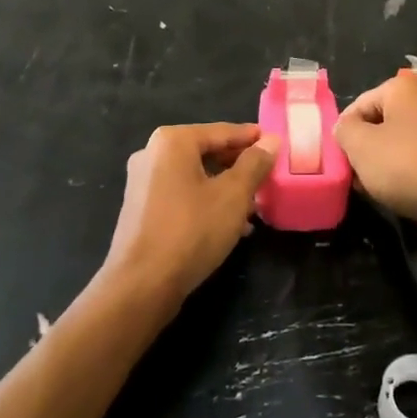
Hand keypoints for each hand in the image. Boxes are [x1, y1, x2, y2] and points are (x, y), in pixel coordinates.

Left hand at [104, 123, 278, 309]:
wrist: (141, 286)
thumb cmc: (191, 230)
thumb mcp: (233, 195)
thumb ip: (254, 164)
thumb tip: (270, 140)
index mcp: (173, 141)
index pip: (222, 131)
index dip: (251, 138)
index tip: (275, 144)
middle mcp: (152, 154)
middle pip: (206, 152)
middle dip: (239, 166)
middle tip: (267, 177)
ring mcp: (142, 182)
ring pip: (195, 176)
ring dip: (225, 187)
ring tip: (254, 206)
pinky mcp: (141, 209)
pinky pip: (181, 195)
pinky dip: (206, 202)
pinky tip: (230, 225)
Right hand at [334, 75, 416, 255]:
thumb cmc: (409, 167)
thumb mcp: (361, 147)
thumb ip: (344, 131)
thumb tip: (347, 128)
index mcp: (403, 86)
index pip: (358, 106)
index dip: (345, 136)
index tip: (343, 164)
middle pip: (380, 122)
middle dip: (366, 149)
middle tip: (359, 178)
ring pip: (400, 141)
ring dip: (386, 163)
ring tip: (380, 189)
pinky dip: (409, 171)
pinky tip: (406, 193)